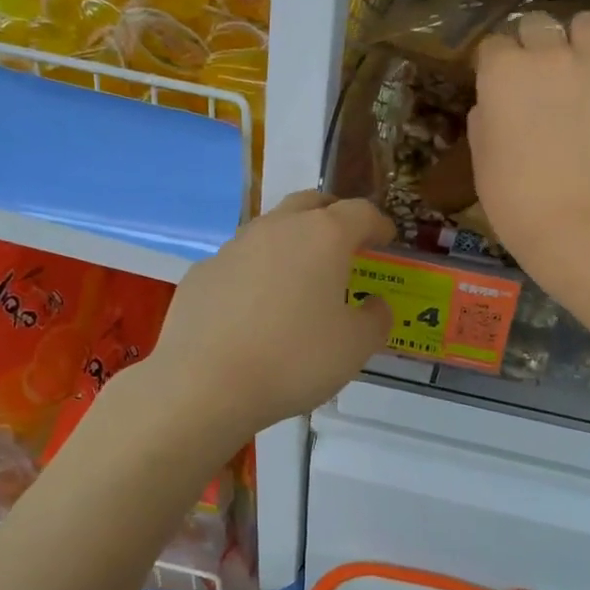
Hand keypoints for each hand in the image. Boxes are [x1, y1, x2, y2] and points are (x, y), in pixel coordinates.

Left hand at [149, 192, 394, 442]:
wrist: (206, 384)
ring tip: (300, 277)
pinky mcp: (202, 273)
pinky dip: (257, 274)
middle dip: (334, 216)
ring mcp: (233, 248)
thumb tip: (374, 304)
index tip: (387, 239)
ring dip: (292, 243)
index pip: (360, 212)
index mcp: (323, 237)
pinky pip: (240, 263)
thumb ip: (375, 319)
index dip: (379, 224)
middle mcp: (277, 229)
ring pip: (271, 230)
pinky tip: (256, 309)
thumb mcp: (356, 347)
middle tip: (346, 241)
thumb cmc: (295, 360)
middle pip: (311, 204)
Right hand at [468, 10, 589, 285]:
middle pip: (538, 23)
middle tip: (537, 77)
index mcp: (503, 72)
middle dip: (534, 43)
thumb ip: (485, 121)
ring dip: (583, 40)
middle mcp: (550, 55)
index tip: (496, 88)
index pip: (492, 46)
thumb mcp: (481, 161)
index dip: (493, 66)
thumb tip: (493, 106)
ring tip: (584, 68)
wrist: (574, 225)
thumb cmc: (514, 201)